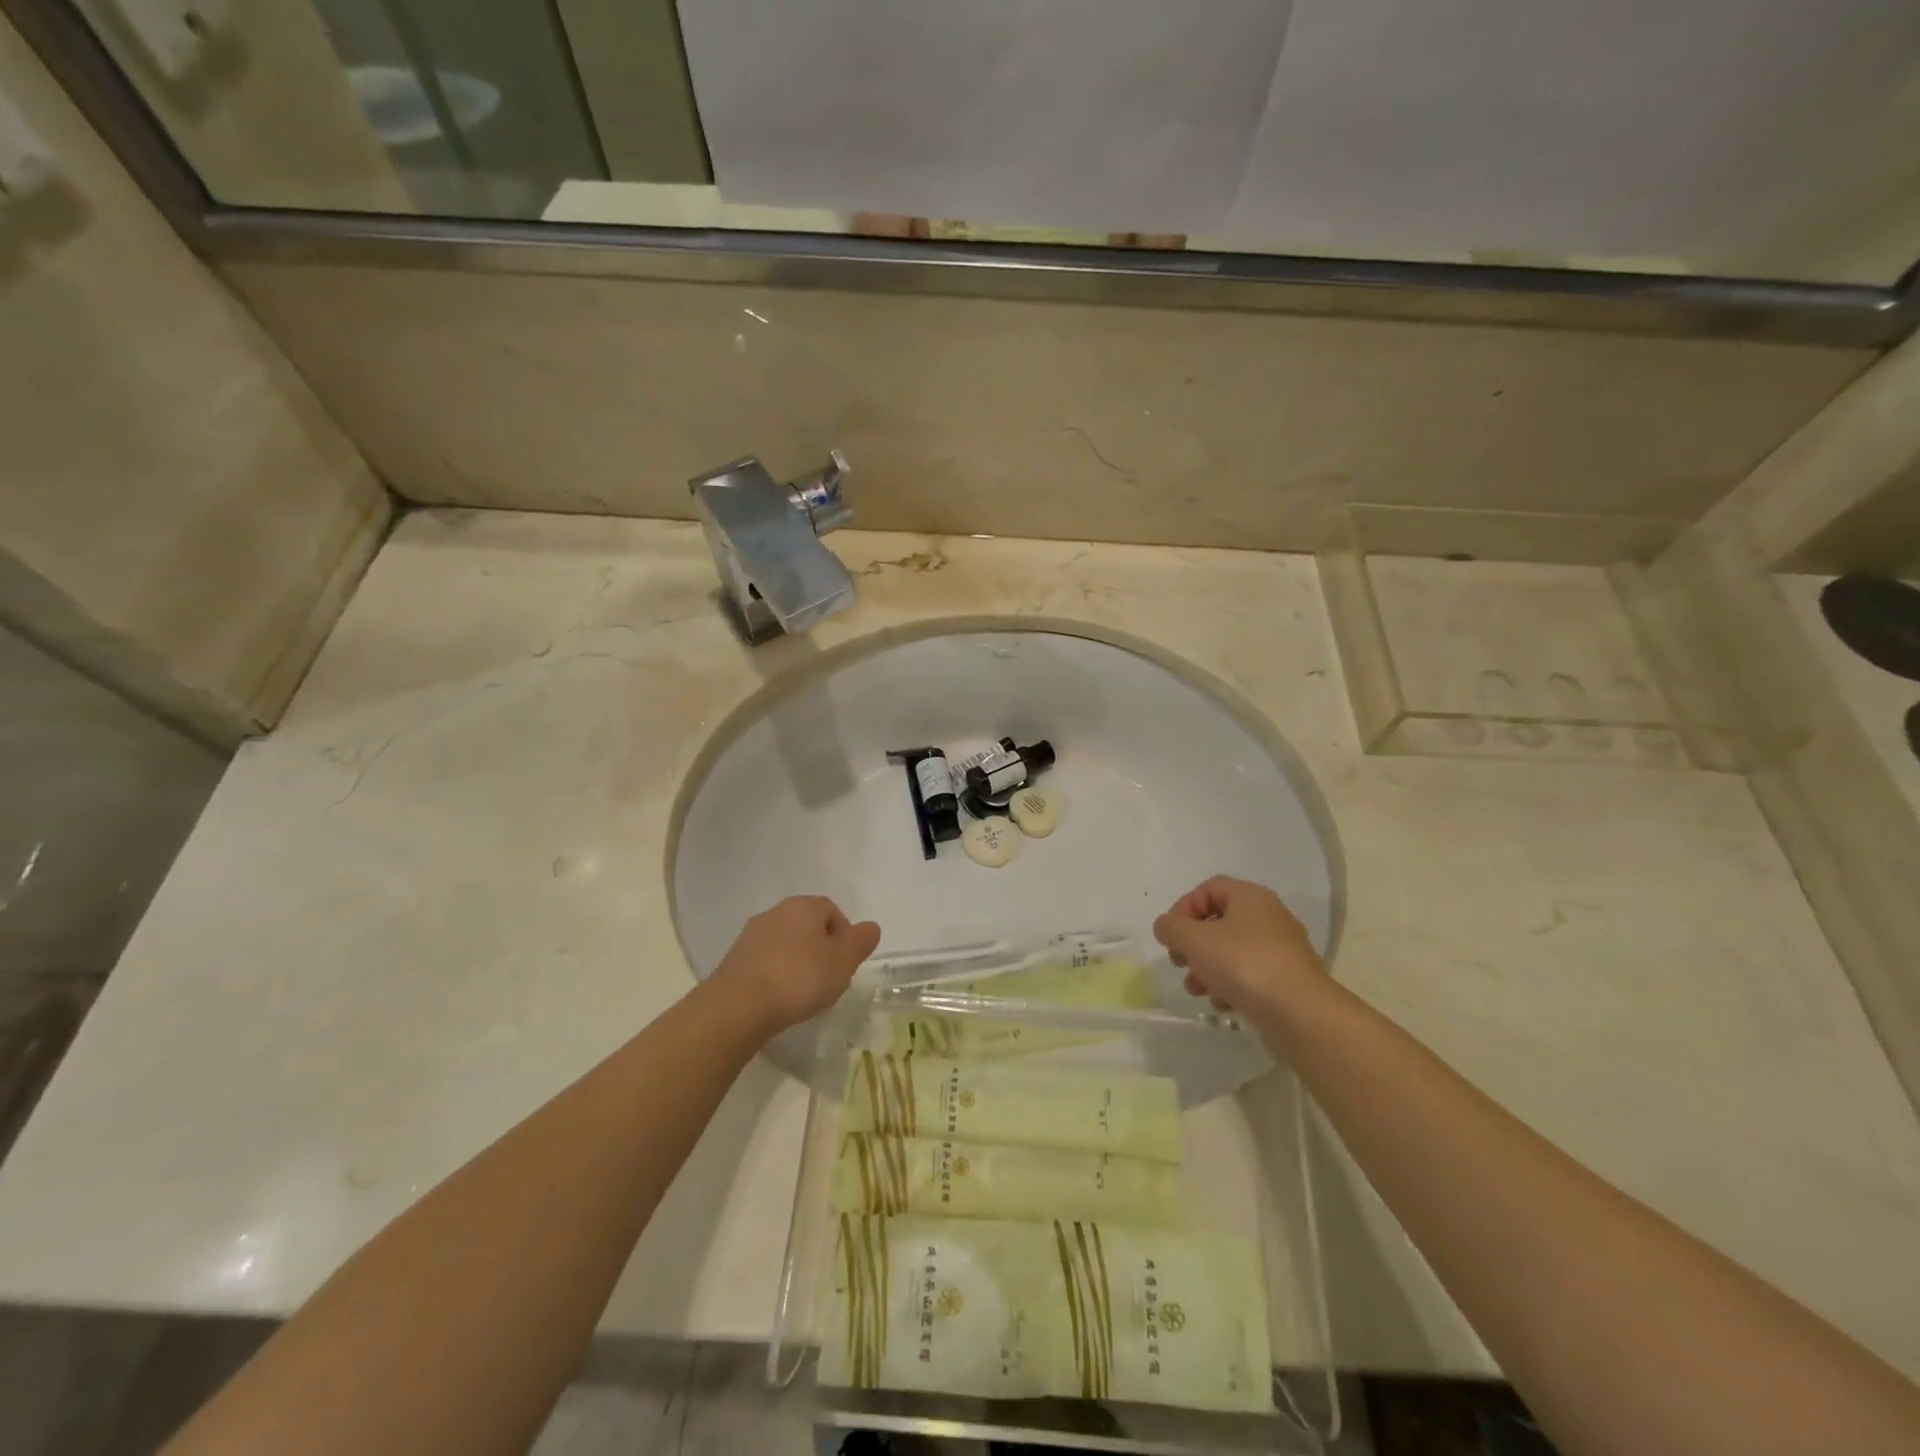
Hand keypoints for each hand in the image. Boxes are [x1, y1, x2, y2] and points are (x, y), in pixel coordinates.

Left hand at [708, 896, 880, 1035]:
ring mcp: (751, 935)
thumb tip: (871, 927)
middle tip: (828, 978)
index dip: (844, 935)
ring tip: (803, 992)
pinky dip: (776, 973)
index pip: (832, 910)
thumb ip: (860, 942)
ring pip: (785, 942)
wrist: (739, 1005)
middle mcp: (775, 912)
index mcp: (803, 906)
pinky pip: (765, 960)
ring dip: (796, 961)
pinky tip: (779, 998)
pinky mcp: (734, 959)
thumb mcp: (843, 962)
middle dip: (820, 948)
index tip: (845, 963)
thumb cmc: (800, 978)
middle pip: (807, 925)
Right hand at [1152, 876, 1324, 1021]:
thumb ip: (1171, 927)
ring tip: (1198, 989)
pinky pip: (1250, 975)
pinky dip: (1231, 986)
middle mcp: (1269, 916)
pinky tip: (1223, 1004)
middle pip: (1218, 921)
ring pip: (1232, 951)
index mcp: (1250, 897)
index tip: (1171, 936)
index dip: (1183, 908)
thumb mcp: (1194, 940)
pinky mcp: (1287, 980)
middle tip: (1180, 963)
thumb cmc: (1243, 965)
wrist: (1300, 1014)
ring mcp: (1281, 949)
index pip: (1208, 889)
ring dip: (1207, 968)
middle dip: (1193, 944)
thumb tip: (1166, 926)